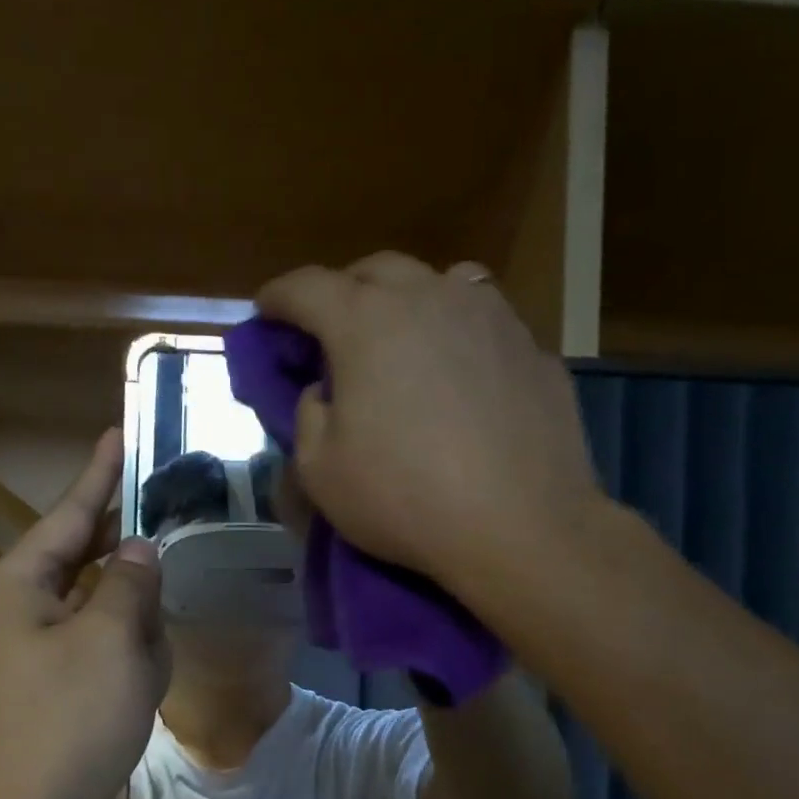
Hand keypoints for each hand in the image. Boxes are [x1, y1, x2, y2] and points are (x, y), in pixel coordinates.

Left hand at [0, 429, 169, 798]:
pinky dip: (125, 649)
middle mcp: (17, 606)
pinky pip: (96, 643)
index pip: (69, 513)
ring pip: (96, 604)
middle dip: (128, 553)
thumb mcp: (111, 640)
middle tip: (169, 525)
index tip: (118, 434)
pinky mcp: (50, 681)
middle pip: (83, 556)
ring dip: (132, 614)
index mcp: (18, 583)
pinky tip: (146, 669)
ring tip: (156, 637)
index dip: (99, 474)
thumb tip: (140, 551)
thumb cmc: (67, 721)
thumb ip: (130, 583)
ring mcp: (31, 646)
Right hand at [255, 252, 604, 603]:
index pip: (306, 287)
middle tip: (333, 330)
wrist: (521, 527)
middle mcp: (430, 298)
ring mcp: (491, 317)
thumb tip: (324, 392)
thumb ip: (308, 416)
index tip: (265, 310)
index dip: (278, 296)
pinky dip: (460, 336)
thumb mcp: (320, 471)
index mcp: (366, 323)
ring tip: (405, 338)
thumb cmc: (405, 498)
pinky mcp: (533, 348)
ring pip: (440, 282)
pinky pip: (484, 324)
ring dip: (409, 301)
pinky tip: (463, 377)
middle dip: (344, 291)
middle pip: (375, 271)